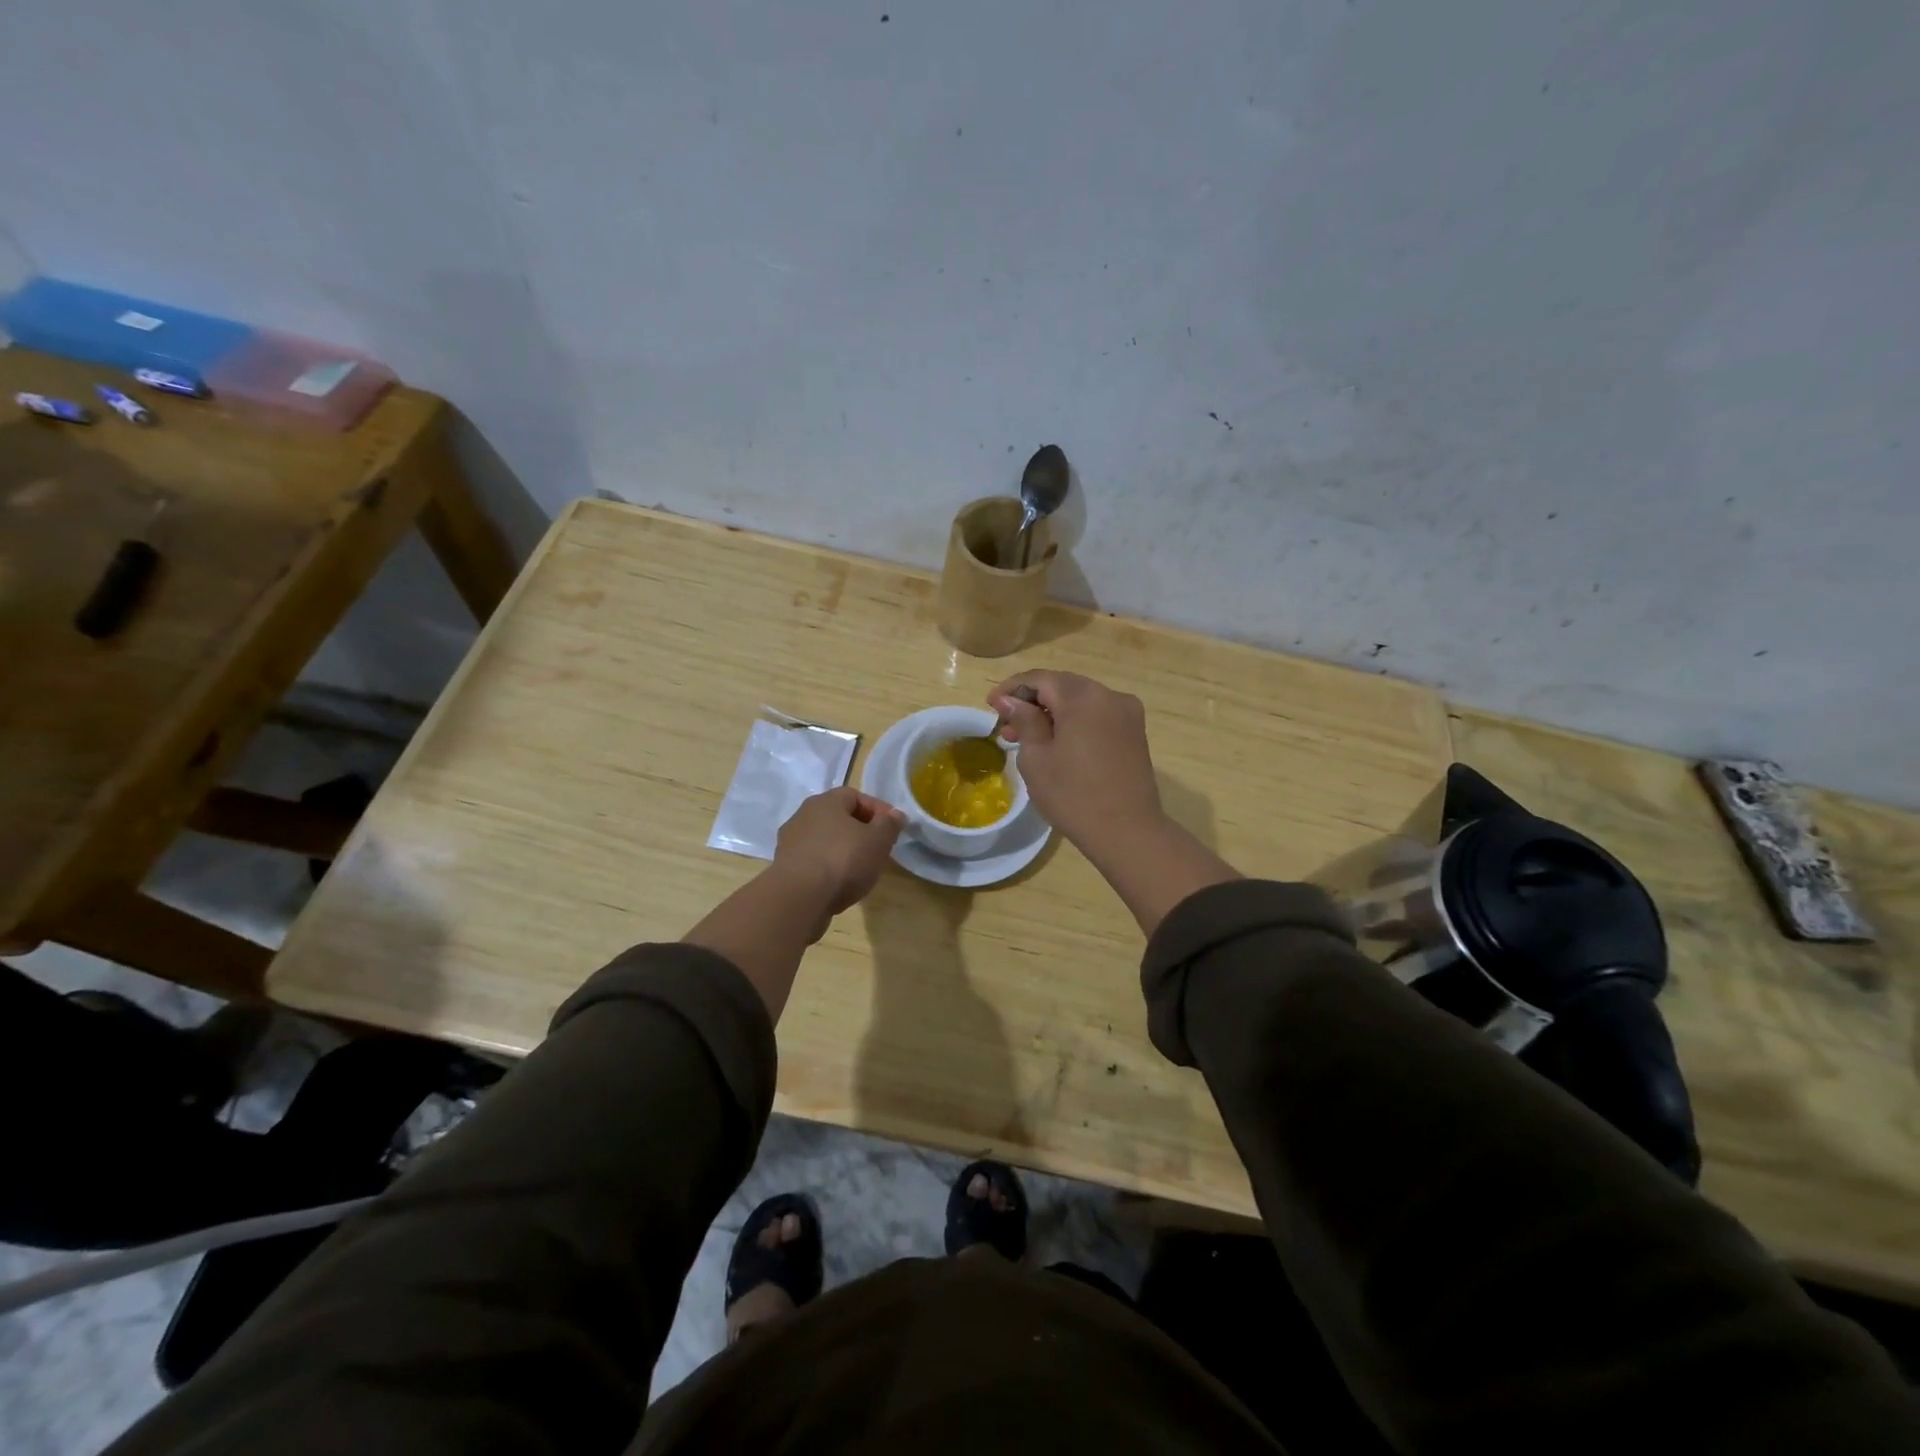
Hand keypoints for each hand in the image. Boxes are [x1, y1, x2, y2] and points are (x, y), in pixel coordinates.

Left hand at [773, 787, 905, 919]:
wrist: (799, 898)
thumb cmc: (843, 860)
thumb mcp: (878, 840)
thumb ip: (890, 824)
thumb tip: (896, 814)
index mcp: (825, 802)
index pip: (855, 796)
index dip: (877, 809)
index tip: (893, 828)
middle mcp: (803, 816)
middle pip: (838, 818)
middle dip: (861, 831)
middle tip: (879, 848)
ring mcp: (790, 843)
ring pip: (825, 841)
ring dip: (843, 851)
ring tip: (861, 870)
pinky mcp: (784, 868)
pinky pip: (814, 861)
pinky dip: (828, 868)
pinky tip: (840, 884)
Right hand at [987, 671, 1164, 850]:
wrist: (1127, 832)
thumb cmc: (1073, 795)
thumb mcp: (1036, 758)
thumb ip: (1023, 721)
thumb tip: (1009, 700)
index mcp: (1084, 697)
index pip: (1040, 678)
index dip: (1012, 688)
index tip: (991, 705)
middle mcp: (1110, 695)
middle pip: (1062, 686)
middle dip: (1032, 701)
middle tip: (1006, 726)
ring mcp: (1127, 713)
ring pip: (1081, 701)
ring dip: (1053, 713)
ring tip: (1027, 739)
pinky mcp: (1134, 733)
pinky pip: (1097, 716)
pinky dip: (1074, 722)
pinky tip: (1058, 743)